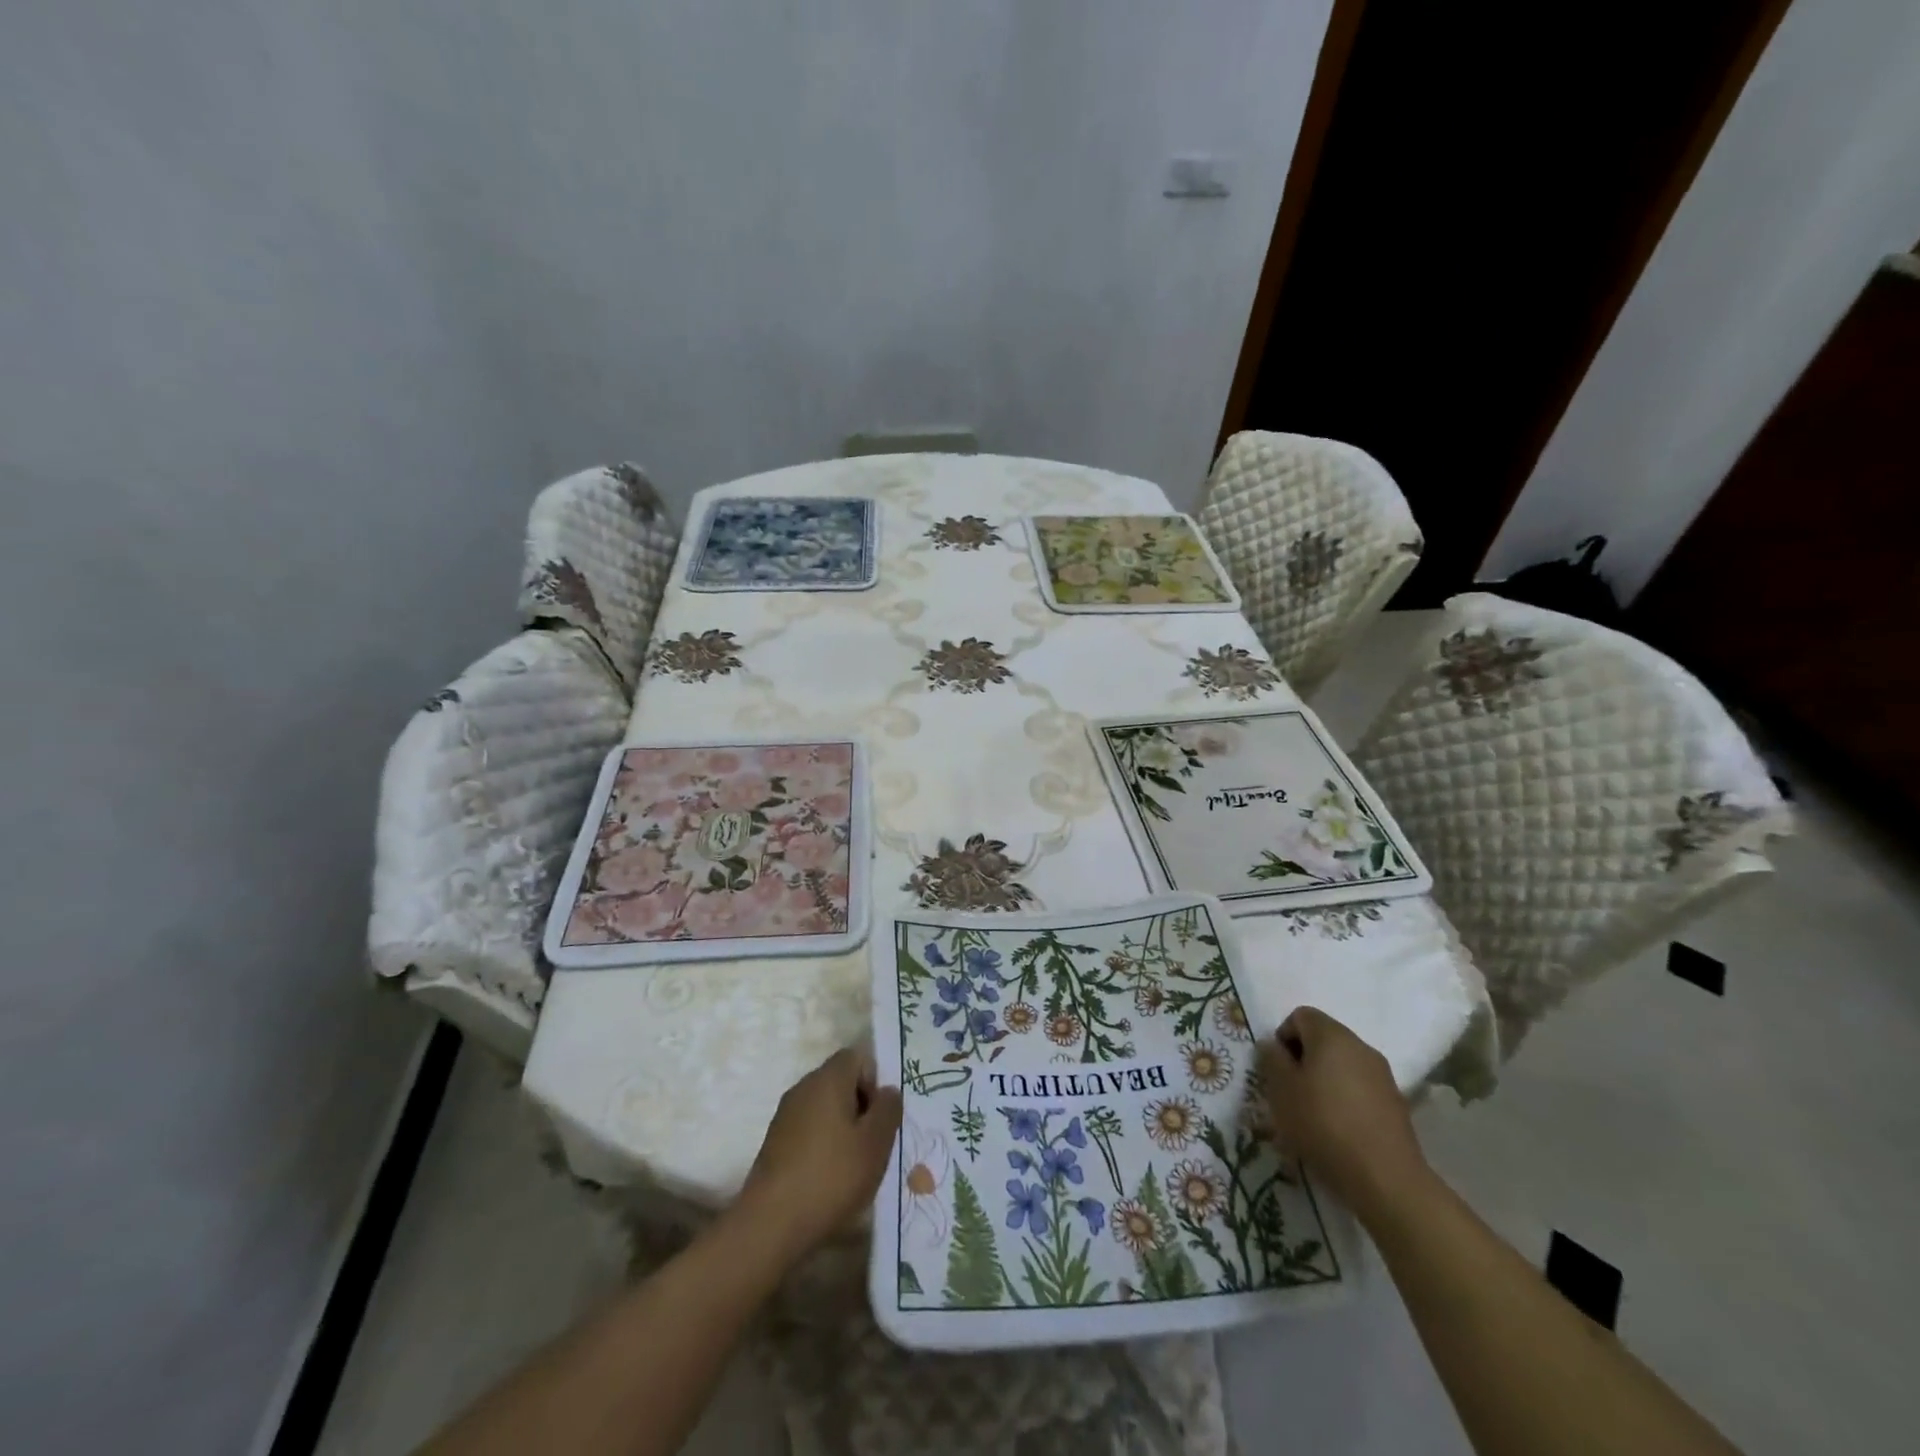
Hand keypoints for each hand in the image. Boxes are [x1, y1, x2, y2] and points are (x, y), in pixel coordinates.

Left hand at [734, 1048, 902, 1263]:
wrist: (771, 1224)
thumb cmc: (832, 1176)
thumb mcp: (875, 1143)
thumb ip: (888, 1110)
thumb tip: (888, 1090)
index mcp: (828, 1079)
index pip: (857, 1057)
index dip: (875, 1080)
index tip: (880, 1117)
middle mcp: (803, 1087)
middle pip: (840, 1081)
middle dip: (861, 1106)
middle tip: (874, 1143)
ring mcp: (785, 1115)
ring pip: (824, 1107)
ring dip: (843, 1127)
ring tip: (854, 1165)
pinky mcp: (775, 1142)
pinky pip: (808, 1129)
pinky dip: (823, 1144)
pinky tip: (830, 1177)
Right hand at [1257, 1006, 1429, 1222]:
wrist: (1386, 1179)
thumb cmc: (1323, 1124)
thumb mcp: (1281, 1089)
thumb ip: (1271, 1059)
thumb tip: (1273, 1046)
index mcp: (1332, 1035)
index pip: (1300, 1016)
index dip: (1283, 1037)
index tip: (1277, 1070)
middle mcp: (1361, 1047)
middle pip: (1323, 1039)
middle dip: (1303, 1060)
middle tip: (1290, 1093)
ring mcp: (1383, 1076)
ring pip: (1342, 1065)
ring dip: (1323, 1081)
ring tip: (1312, 1115)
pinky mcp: (1396, 1104)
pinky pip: (1360, 1089)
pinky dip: (1344, 1100)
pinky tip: (1338, 1131)